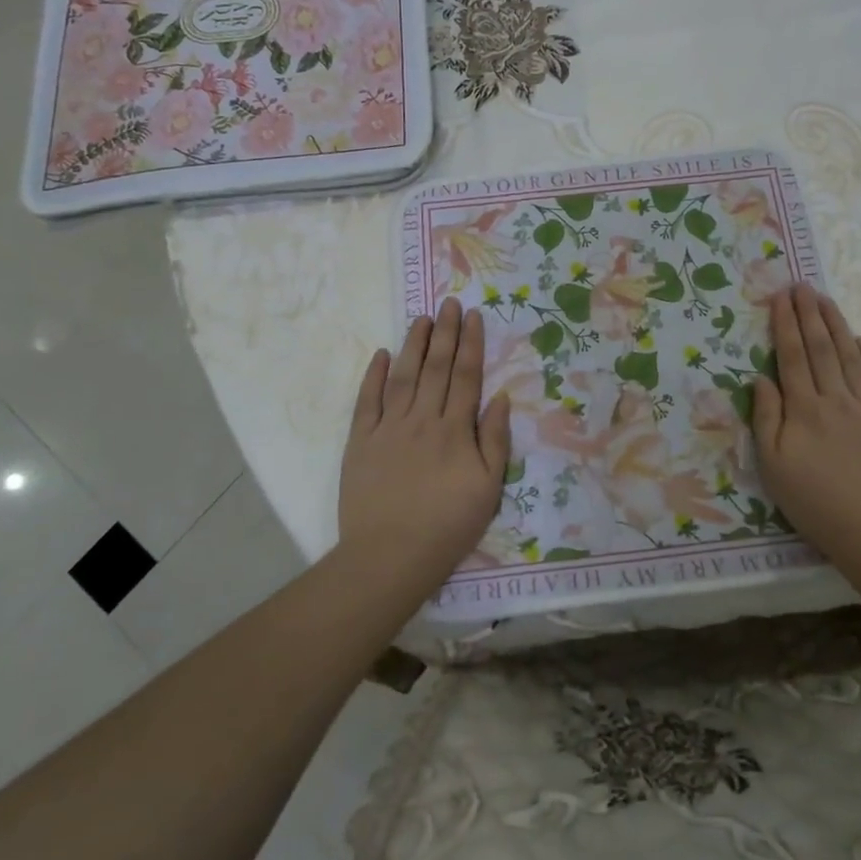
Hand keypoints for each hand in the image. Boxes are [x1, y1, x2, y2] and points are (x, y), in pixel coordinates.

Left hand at [339, 297, 511, 589]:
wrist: (390, 556)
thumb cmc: (448, 525)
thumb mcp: (488, 488)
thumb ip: (494, 439)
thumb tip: (500, 397)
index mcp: (455, 430)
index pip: (466, 377)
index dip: (472, 344)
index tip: (474, 317)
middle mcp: (422, 419)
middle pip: (437, 368)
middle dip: (446, 333)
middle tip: (450, 303)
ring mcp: (388, 428)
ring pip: (403, 376)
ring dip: (414, 345)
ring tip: (423, 319)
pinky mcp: (360, 442)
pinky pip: (367, 401)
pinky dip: (373, 376)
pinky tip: (381, 354)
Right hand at [752, 284, 860, 563]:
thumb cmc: (815, 503)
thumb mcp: (774, 467)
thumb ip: (766, 419)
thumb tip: (760, 378)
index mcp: (804, 409)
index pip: (791, 356)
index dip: (784, 324)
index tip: (779, 296)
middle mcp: (836, 399)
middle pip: (820, 348)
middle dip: (808, 314)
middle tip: (800, 285)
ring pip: (850, 357)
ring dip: (835, 325)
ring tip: (825, 300)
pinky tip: (859, 341)